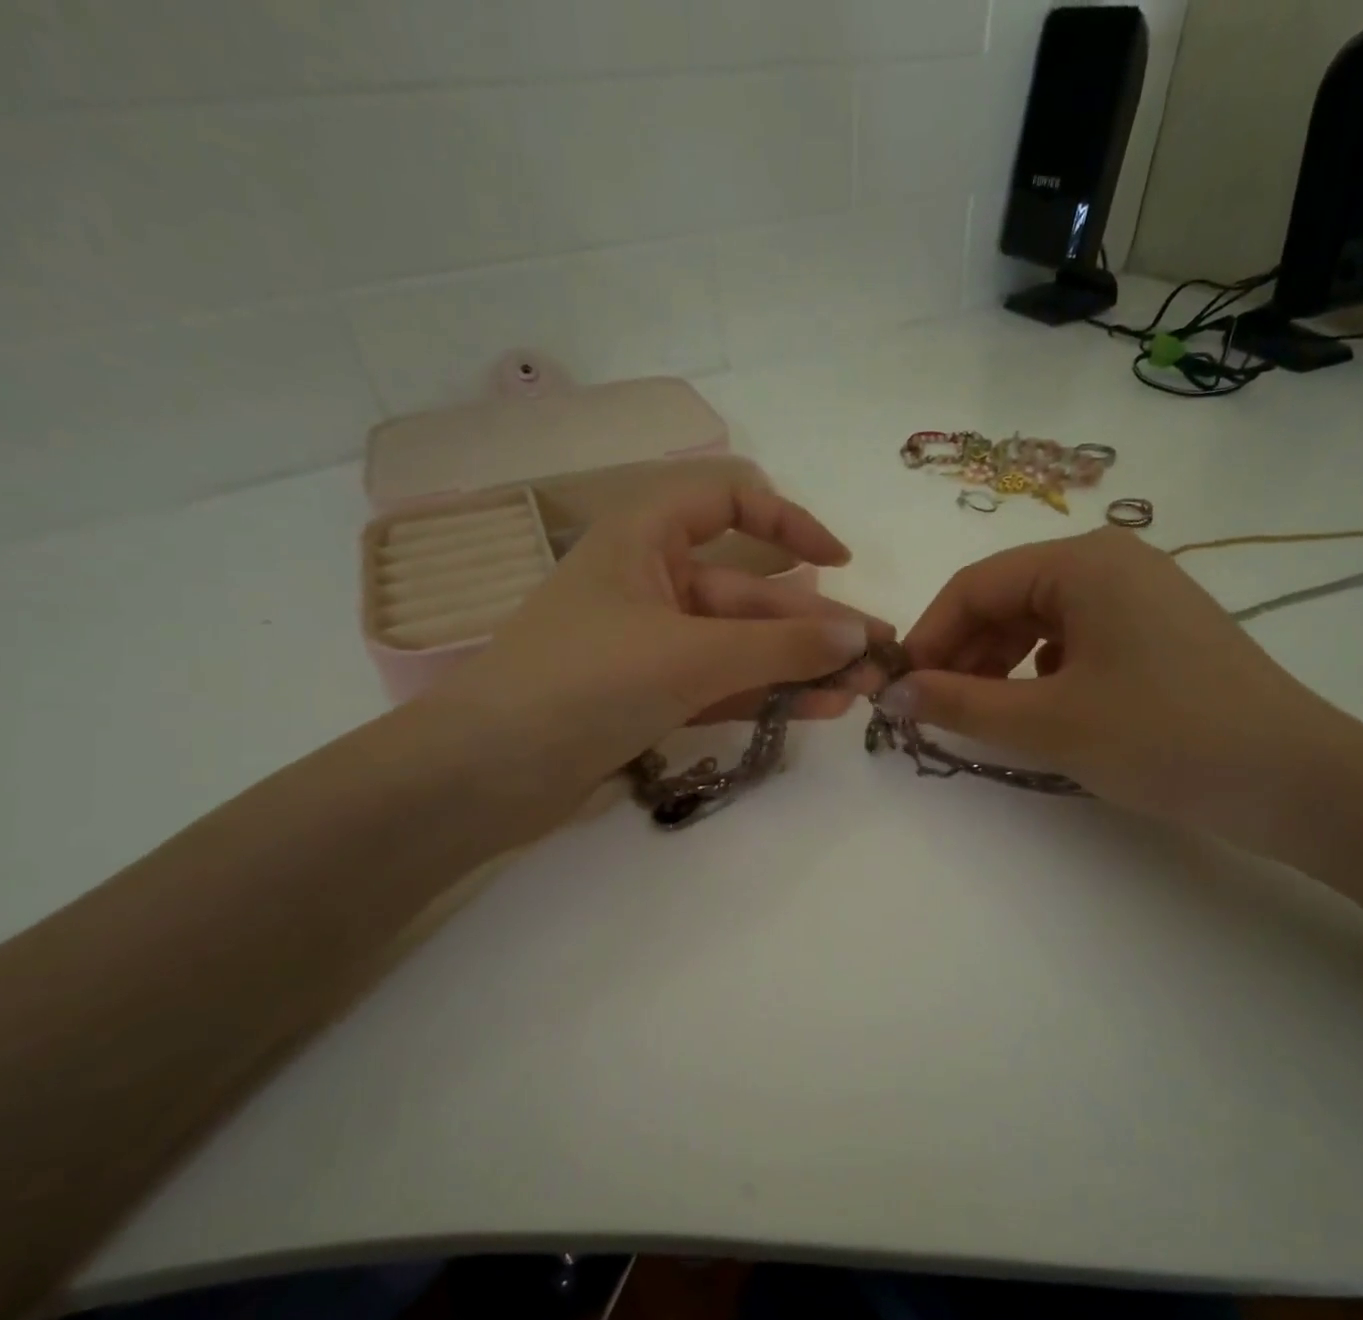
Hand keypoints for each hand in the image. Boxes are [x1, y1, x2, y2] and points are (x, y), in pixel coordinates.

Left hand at [413, 479, 893, 842]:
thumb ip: (780, 647)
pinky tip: (819, 709)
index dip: (789, 523)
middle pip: (748, 593)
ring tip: (863, 691)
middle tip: (878, 658)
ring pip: (740, 645)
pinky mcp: (650, 696)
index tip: (838, 563)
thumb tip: (860, 638)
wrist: (484, 774)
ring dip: (799, 666)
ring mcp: (651, 644)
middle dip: (813, 625)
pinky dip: (766, 694)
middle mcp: (650, 582)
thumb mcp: (691, 655)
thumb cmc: (583, 683)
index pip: (728, 500)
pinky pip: (722, 684)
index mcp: (644, 537)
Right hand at [888, 528, 1355, 847]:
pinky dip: (1042, 669)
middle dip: (964, 652)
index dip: (929, 637)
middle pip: (1007, 598)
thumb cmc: (1162, 738)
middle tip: (936, 708)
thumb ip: (959, 703)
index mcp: (1083, 561)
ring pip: (1040, 619)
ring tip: (983, 712)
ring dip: (999, 663)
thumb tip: (890, 694)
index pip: (975, 586)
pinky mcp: (1159, 630)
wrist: (1295, 781)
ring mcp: (1141, 593)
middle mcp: (1112, 560)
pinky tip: (1042, 705)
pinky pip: (1077, 638)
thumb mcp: (1047, 722)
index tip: (900, 689)